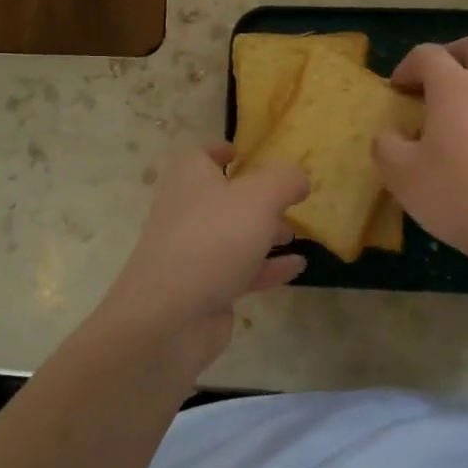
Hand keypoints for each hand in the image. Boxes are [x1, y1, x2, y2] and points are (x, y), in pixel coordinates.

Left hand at [96, 143, 308, 357]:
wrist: (169, 316)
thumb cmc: (213, 240)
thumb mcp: (259, 198)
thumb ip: (284, 181)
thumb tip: (298, 178)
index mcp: (190, 179)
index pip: (199, 155)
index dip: (219, 150)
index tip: (241, 152)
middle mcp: (186, 212)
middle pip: (221, 197)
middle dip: (254, 198)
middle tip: (286, 199)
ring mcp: (193, 253)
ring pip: (232, 236)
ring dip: (264, 233)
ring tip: (296, 233)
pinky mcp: (204, 288)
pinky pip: (240, 270)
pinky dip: (267, 266)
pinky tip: (298, 266)